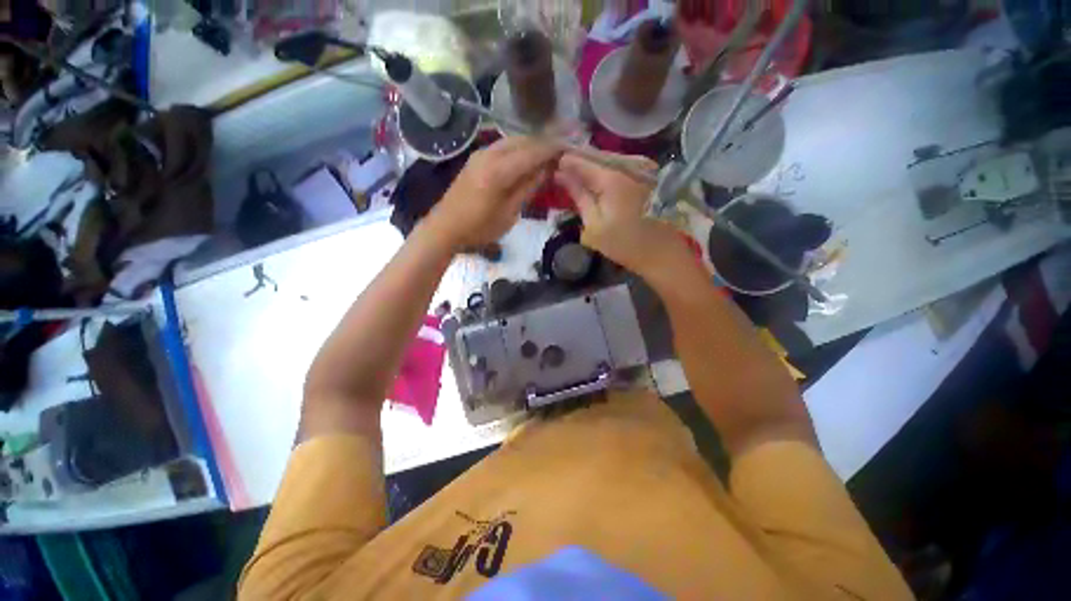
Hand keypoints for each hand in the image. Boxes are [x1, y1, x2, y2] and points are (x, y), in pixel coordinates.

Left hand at [423, 137, 559, 250]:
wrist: (445, 227)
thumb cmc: (479, 228)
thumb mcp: (509, 214)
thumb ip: (528, 188)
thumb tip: (547, 169)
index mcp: (499, 171)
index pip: (533, 152)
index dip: (553, 149)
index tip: (572, 147)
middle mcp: (490, 154)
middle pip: (524, 141)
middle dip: (545, 143)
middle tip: (564, 151)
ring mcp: (481, 153)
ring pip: (513, 141)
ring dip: (532, 145)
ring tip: (549, 154)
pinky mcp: (476, 157)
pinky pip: (503, 146)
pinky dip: (519, 149)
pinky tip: (527, 158)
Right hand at [555, 152, 686, 277]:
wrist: (660, 252)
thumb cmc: (623, 244)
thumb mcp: (594, 224)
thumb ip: (578, 196)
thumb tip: (561, 175)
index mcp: (611, 178)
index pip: (582, 161)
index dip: (565, 162)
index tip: (551, 166)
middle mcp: (626, 166)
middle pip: (595, 156)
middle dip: (577, 162)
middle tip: (560, 171)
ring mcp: (638, 169)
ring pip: (607, 160)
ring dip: (590, 166)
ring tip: (574, 174)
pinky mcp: (644, 176)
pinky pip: (618, 166)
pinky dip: (604, 171)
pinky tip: (595, 180)